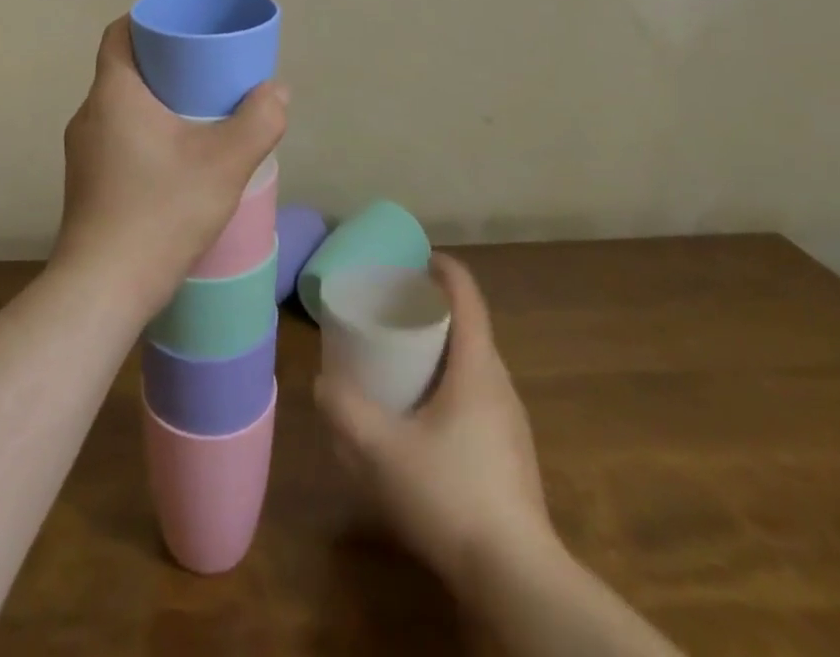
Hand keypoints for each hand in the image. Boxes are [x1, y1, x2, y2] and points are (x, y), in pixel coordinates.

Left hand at [52, 17, 287, 316]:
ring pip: (120, 107)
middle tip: (206, 71)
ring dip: (155, 102)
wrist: (102, 289)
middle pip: (124, 69)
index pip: (120, 33)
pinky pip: (115, 137)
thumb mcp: (224, 163)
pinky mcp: (85, 182)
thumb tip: (276, 90)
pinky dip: (144, 132)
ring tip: (197, 115)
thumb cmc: (160, 211)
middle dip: (164, 64)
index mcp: (113, 93)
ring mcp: (82, 151)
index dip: (150, 21)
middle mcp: (89, 114)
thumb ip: (258, 121)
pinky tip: (175, 159)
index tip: (184, 29)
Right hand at [316, 255, 557, 590]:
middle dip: (433, 311)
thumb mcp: (381, 450)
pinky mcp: (511, 457)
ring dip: (441, 352)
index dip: (443, 269)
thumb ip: (343, 410)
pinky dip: (449, 387)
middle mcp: (500, 385)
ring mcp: (511, 423)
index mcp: (477, 366)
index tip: (415, 258)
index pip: (467, 295)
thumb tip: (322, 383)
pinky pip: (478, 399)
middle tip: (393, 312)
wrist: (517, 580)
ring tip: (402, 363)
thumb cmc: (450, 494)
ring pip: (474, 366)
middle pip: (470, 328)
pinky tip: (423, 422)